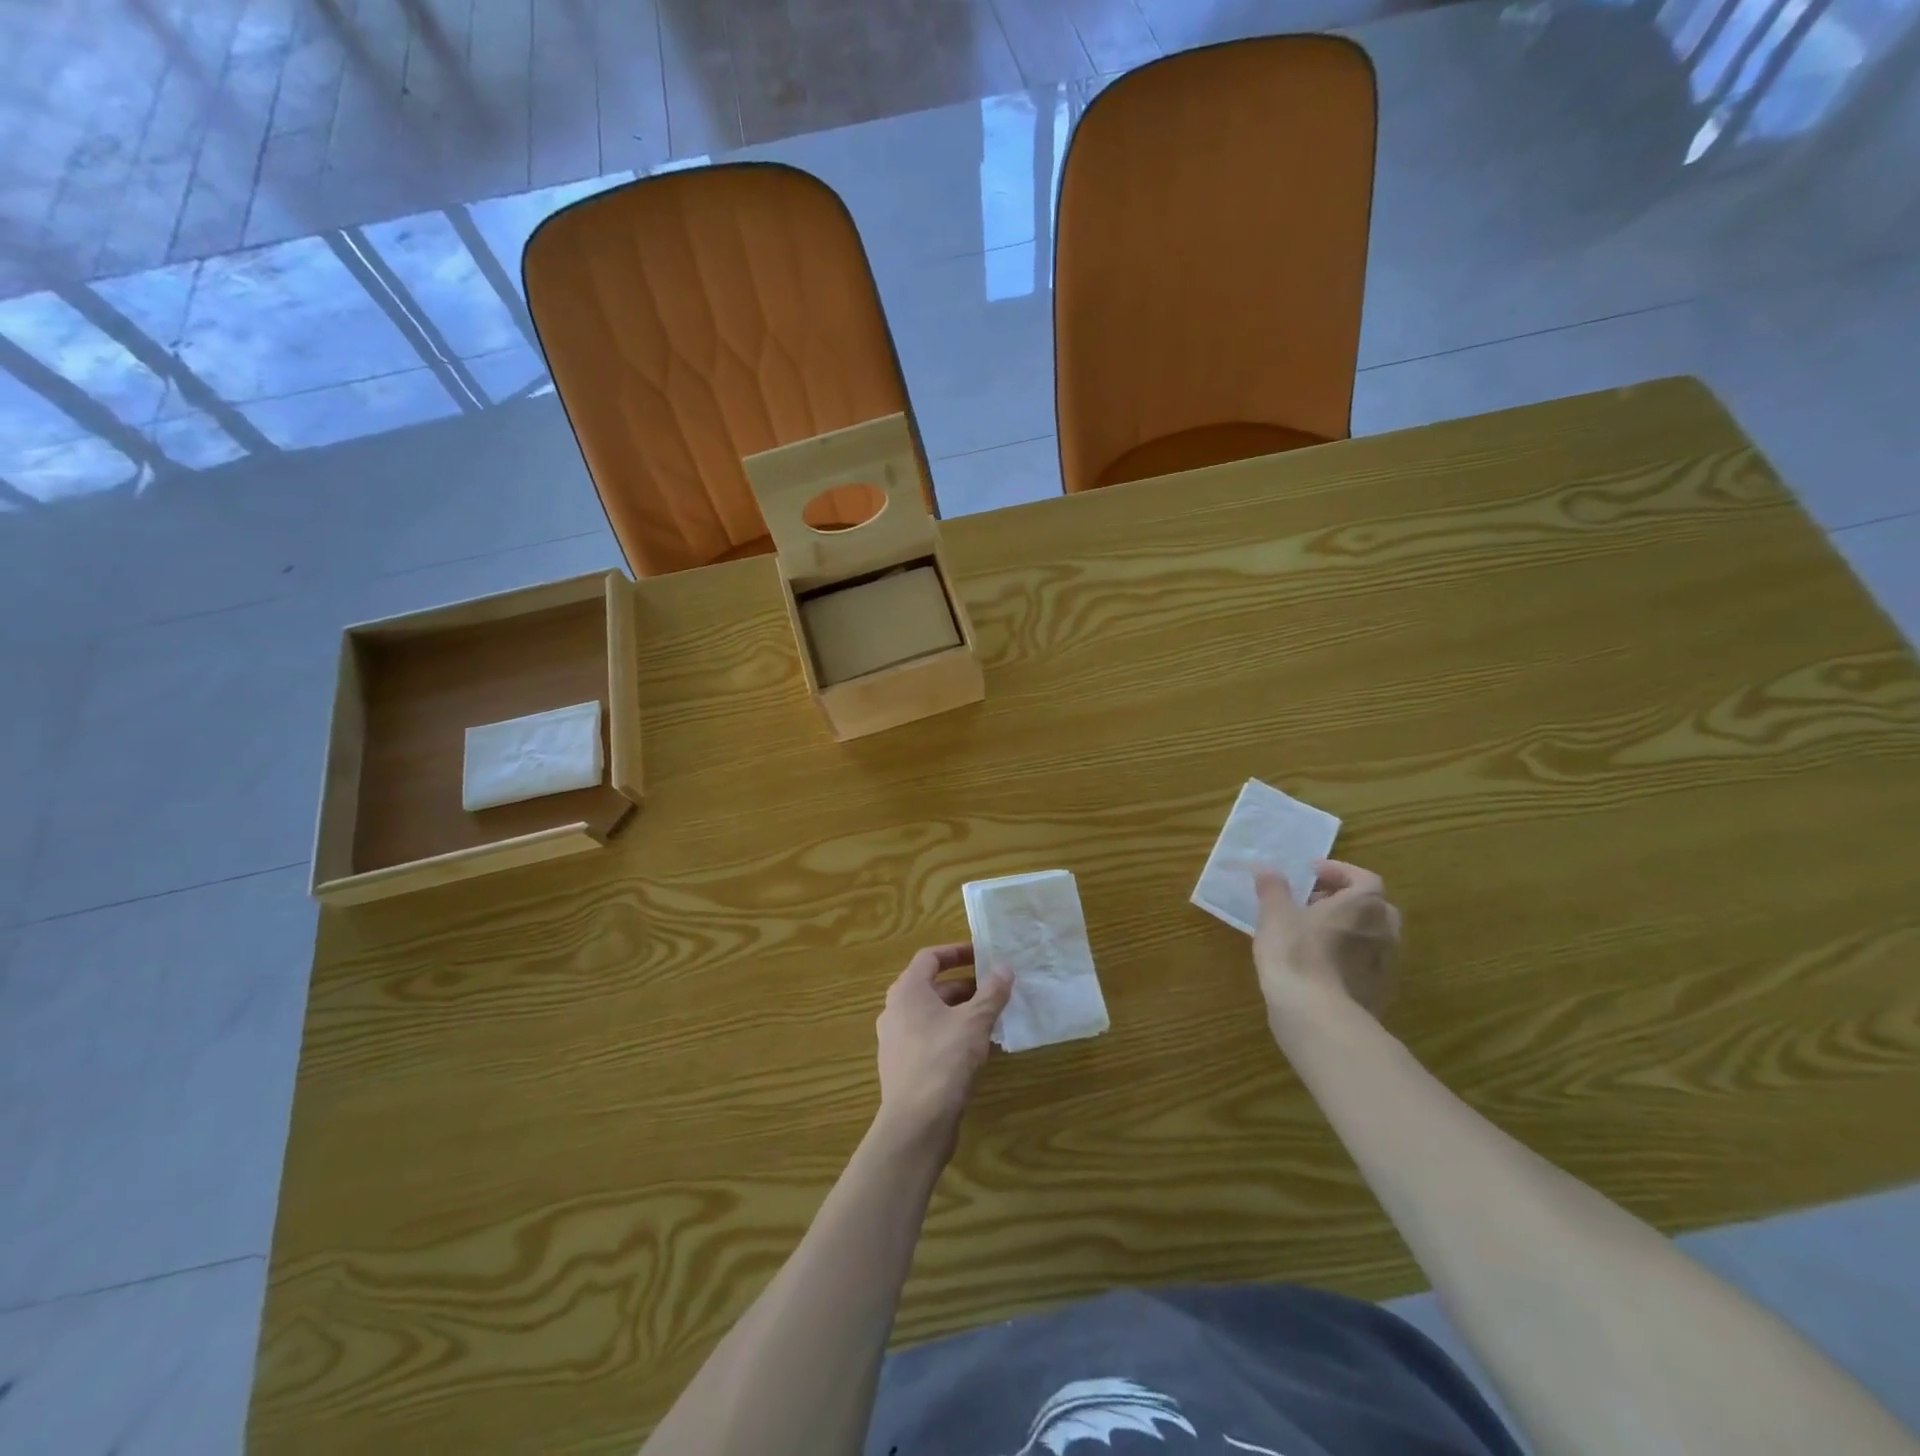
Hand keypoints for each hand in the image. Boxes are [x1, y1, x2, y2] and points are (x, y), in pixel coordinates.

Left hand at [874, 944, 1012, 1155]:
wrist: (915, 1124)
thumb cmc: (943, 1061)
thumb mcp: (975, 1022)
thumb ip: (991, 993)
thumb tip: (1005, 968)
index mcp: (907, 991)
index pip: (930, 957)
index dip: (957, 952)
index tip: (983, 956)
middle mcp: (895, 1010)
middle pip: (931, 986)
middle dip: (964, 985)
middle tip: (994, 990)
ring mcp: (895, 1040)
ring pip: (931, 1014)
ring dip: (959, 1012)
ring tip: (991, 1018)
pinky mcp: (902, 1066)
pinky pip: (928, 1038)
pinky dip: (950, 1034)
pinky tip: (974, 1049)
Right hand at [1253, 860, 1400, 1031]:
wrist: (1317, 1016)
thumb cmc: (1296, 954)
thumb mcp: (1275, 915)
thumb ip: (1273, 888)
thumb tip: (1266, 868)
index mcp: (1364, 905)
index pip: (1364, 878)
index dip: (1339, 872)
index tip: (1313, 873)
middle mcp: (1384, 932)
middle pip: (1374, 907)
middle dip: (1347, 900)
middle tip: (1316, 902)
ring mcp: (1386, 965)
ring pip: (1373, 937)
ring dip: (1349, 929)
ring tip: (1315, 934)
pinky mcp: (1379, 993)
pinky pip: (1368, 964)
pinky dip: (1349, 957)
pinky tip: (1322, 965)